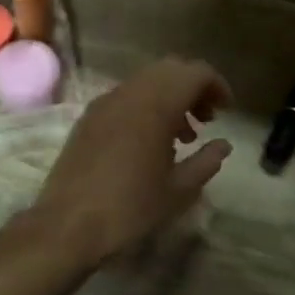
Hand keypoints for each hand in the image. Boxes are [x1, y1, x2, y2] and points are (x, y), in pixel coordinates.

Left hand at [33, 58, 232, 266]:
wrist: (67, 225)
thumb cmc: (129, 208)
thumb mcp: (178, 190)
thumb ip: (206, 161)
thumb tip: (223, 145)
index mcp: (155, 105)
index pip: (194, 72)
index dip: (216, 85)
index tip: (227, 110)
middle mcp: (128, 94)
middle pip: (169, 70)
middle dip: (193, 88)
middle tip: (207, 119)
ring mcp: (104, 103)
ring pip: (145, 82)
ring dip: (169, 97)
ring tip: (183, 136)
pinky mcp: (88, 118)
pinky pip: (125, 97)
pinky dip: (145, 106)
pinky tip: (150, 142)